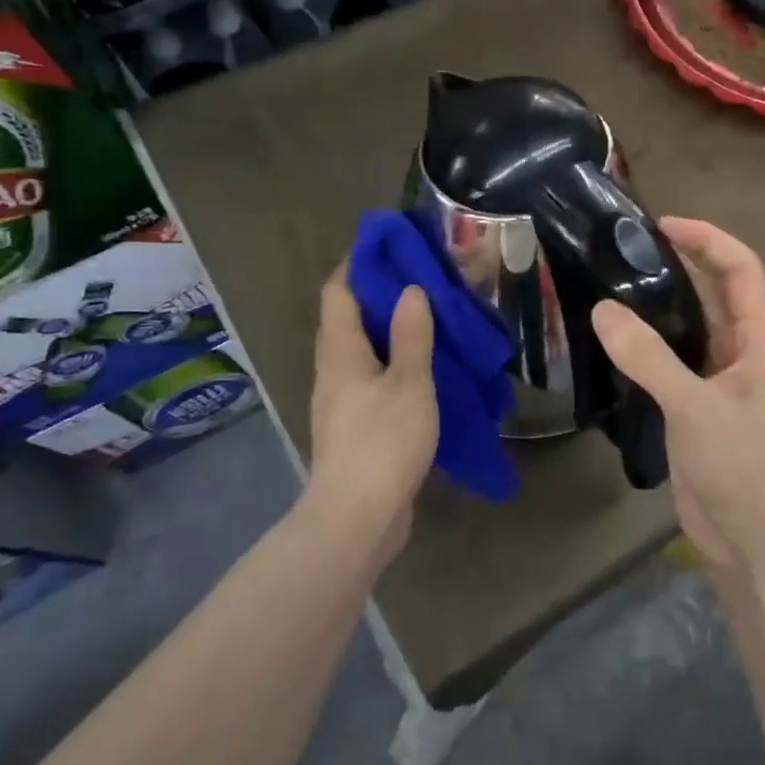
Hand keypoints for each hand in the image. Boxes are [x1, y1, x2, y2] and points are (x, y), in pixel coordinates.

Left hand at [307, 265, 437, 557]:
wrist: (357, 518)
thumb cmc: (383, 442)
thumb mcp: (409, 383)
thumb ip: (411, 335)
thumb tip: (410, 290)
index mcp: (340, 352)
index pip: (339, 292)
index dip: (359, 264)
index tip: (390, 246)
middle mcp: (334, 371)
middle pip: (349, 319)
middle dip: (380, 295)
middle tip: (423, 279)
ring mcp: (343, 401)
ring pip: (363, 351)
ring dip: (391, 331)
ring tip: (431, 319)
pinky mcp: (356, 427)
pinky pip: (374, 380)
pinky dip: (396, 364)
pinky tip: (426, 369)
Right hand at [592, 219, 764, 582]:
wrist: (756, 544)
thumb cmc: (742, 468)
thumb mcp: (695, 407)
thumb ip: (649, 357)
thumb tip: (602, 309)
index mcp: (761, 341)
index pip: (742, 269)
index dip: (708, 239)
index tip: (662, 225)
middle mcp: (745, 354)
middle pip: (718, 292)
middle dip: (683, 263)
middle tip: (628, 249)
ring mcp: (722, 383)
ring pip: (694, 328)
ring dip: (662, 304)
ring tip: (614, 284)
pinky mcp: (700, 410)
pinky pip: (675, 362)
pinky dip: (650, 345)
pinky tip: (615, 341)